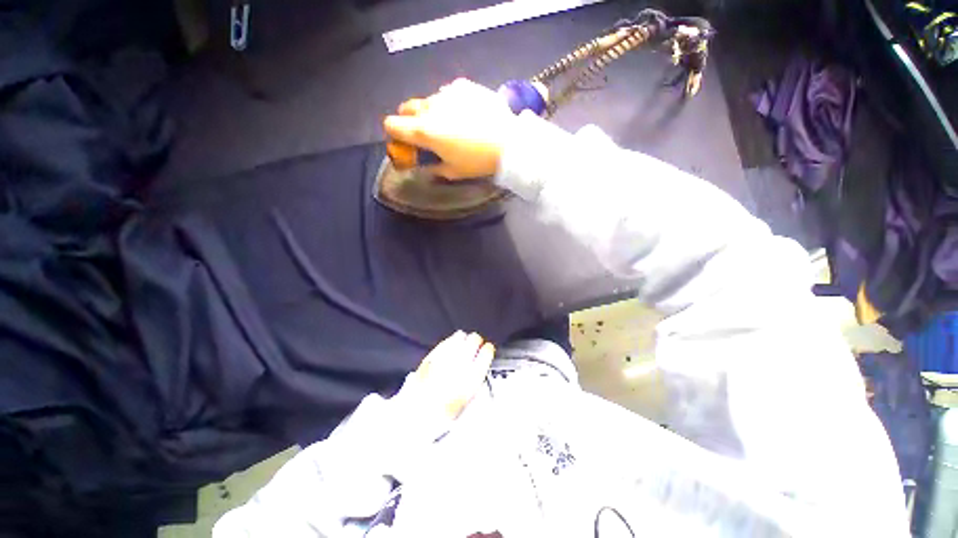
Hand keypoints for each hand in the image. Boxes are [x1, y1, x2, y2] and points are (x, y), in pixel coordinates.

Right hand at [383, 79, 515, 179]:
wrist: (508, 141)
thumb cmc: (477, 161)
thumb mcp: (453, 171)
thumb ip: (432, 168)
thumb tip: (423, 167)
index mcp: (424, 130)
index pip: (392, 124)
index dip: (394, 134)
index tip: (404, 142)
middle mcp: (430, 107)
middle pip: (406, 107)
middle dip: (410, 120)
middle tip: (426, 133)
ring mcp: (446, 93)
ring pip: (429, 100)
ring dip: (432, 112)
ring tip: (452, 124)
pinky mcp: (463, 85)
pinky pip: (448, 93)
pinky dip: (451, 103)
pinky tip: (466, 113)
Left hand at [402, 330, 494, 419]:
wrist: (416, 413)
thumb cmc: (442, 412)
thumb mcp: (467, 403)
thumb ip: (477, 385)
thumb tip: (480, 373)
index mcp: (472, 377)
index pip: (486, 352)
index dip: (488, 350)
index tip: (487, 350)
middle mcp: (460, 362)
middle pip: (474, 339)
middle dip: (477, 342)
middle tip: (476, 346)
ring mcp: (446, 355)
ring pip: (460, 336)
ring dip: (464, 340)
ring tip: (463, 344)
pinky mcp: (433, 353)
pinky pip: (446, 341)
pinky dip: (450, 342)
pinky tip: (451, 346)